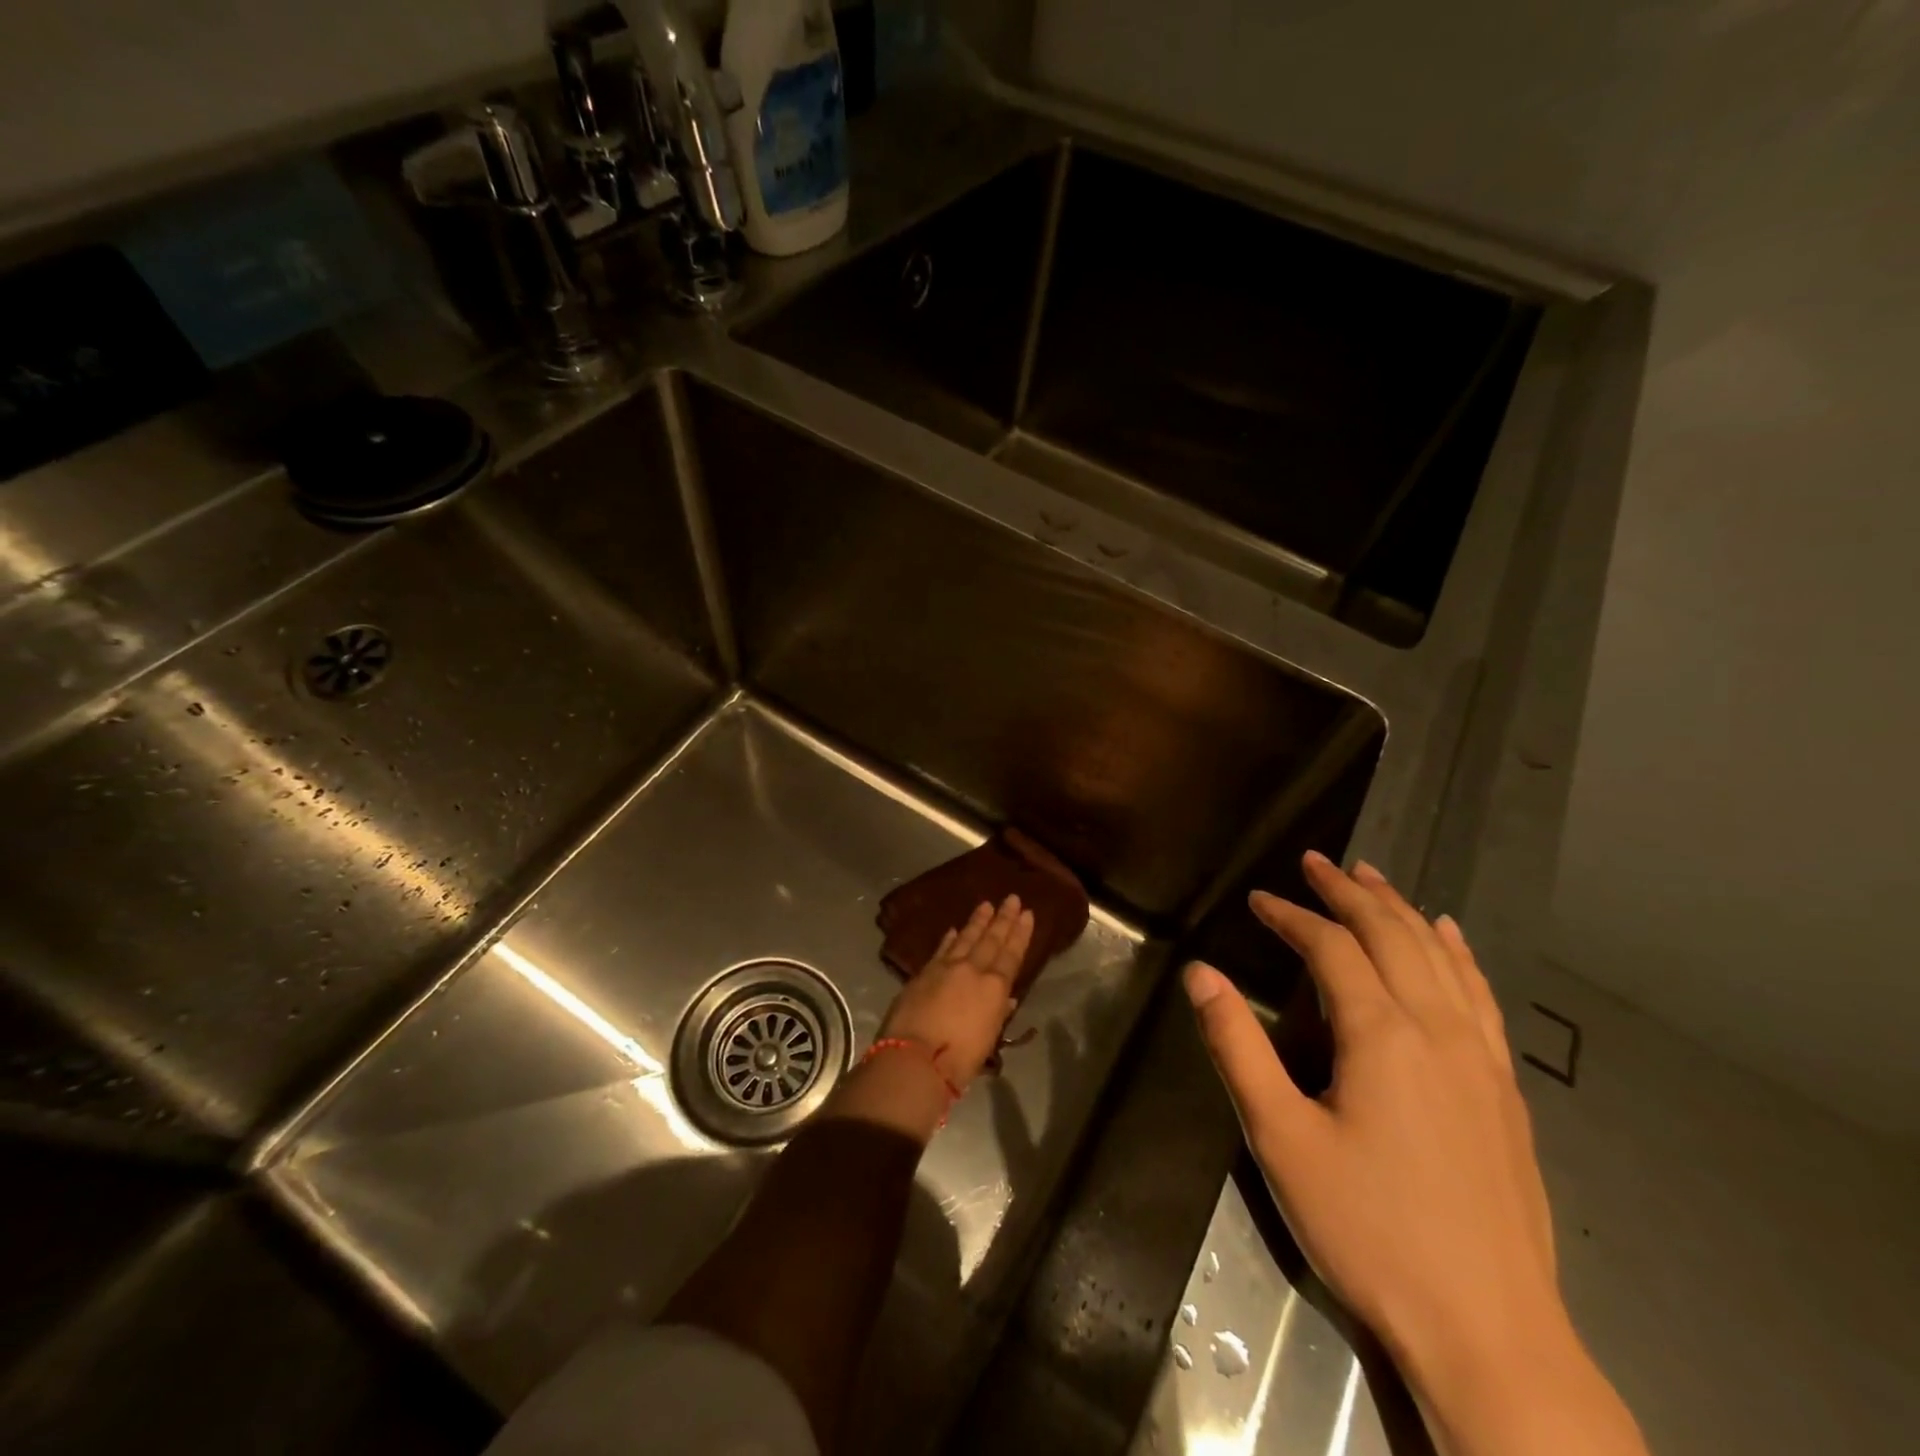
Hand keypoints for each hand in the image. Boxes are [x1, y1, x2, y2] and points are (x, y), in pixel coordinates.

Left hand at [880, 895, 1032, 1091]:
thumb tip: (1006, 998)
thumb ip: (997, 1014)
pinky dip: (949, 939)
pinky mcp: (923, 973)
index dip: (1020, 934)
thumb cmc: (959, 1059)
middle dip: (1003, 918)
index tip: (1027, 914)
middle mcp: (972, 970)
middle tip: (1012, 898)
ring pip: (965, 937)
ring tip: (986, 904)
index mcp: (994, 988)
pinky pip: (941, 949)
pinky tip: (953, 929)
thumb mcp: (987, 1040)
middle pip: (990, 939)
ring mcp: (945, 968)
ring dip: (977, 921)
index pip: (1011, 954)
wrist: (915, 1058)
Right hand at [1186, 853, 1645, 1455]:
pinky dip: (1459, 953)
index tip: (1257, 899)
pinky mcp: (1504, 1092)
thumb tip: (1200, 973)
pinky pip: (1481, 996)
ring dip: (1401, 910)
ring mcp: (1481, 1060)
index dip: (1291, 915)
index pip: (1331, 948)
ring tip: (1372, 877)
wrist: (1491, 1335)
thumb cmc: (1368, 1231)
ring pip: (1440, 957)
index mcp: (1381, 1035)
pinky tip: (1450, 938)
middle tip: (1315, 862)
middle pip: (1392, 935)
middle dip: (1348, 892)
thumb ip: (1236, 1046)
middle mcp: (1438, 1030)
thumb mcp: (1279, 1137)